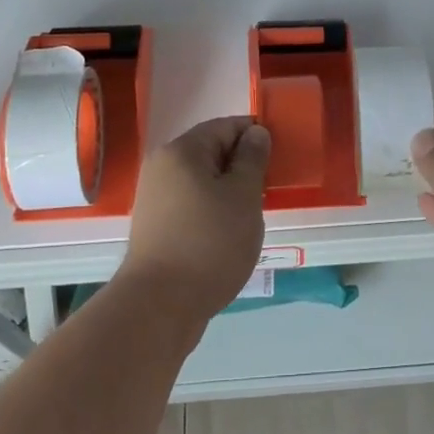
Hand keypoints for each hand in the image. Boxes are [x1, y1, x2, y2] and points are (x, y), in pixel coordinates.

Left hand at [120, 117, 270, 325]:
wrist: (160, 307)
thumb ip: (252, 159)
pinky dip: (213, 211)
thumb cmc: (209, 243)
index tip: (279, 156)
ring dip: (228, 192)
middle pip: (210, 152)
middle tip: (269, 190)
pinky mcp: (155, 228)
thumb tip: (255, 133)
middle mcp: (162, 167)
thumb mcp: (243, 196)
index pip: (225, 126)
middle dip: (242, 166)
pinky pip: (191, 205)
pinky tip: (229, 234)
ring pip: (202, 181)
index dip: (254, 136)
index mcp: (181, 151)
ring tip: (252, 215)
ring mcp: (155, 199)